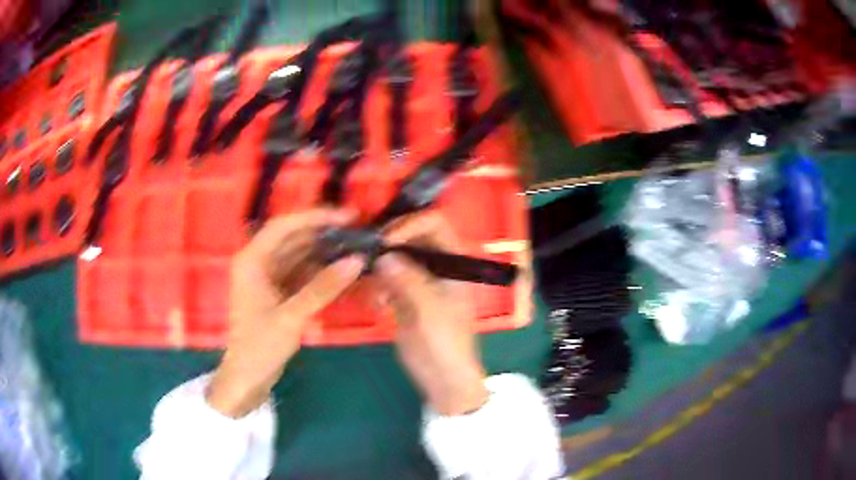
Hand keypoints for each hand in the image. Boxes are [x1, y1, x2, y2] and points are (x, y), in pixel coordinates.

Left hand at [207, 209, 364, 417]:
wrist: (248, 377)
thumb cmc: (260, 345)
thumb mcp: (292, 316)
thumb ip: (323, 287)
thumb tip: (356, 260)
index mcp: (252, 260)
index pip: (284, 226)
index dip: (315, 216)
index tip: (347, 216)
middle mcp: (259, 262)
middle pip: (294, 238)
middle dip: (324, 233)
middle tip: (358, 231)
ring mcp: (269, 277)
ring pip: (300, 255)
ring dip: (325, 252)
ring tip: (356, 247)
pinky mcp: (279, 292)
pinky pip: (302, 273)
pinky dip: (321, 272)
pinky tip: (343, 271)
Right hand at [376, 213, 488, 415]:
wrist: (443, 379)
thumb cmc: (446, 345)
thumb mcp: (430, 312)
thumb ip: (408, 280)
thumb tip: (384, 255)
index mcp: (455, 262)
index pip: (435, 224)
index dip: (410, 224)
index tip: (386, 239)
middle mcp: (437, 264)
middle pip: (412, 235)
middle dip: (389, 241)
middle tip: (367, 252)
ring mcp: (421, 279)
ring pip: (397, 256)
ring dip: (382, 265)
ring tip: (374, 286)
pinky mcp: (405, 295)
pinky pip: (388, 278)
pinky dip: (379, 284)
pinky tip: (376, 302)